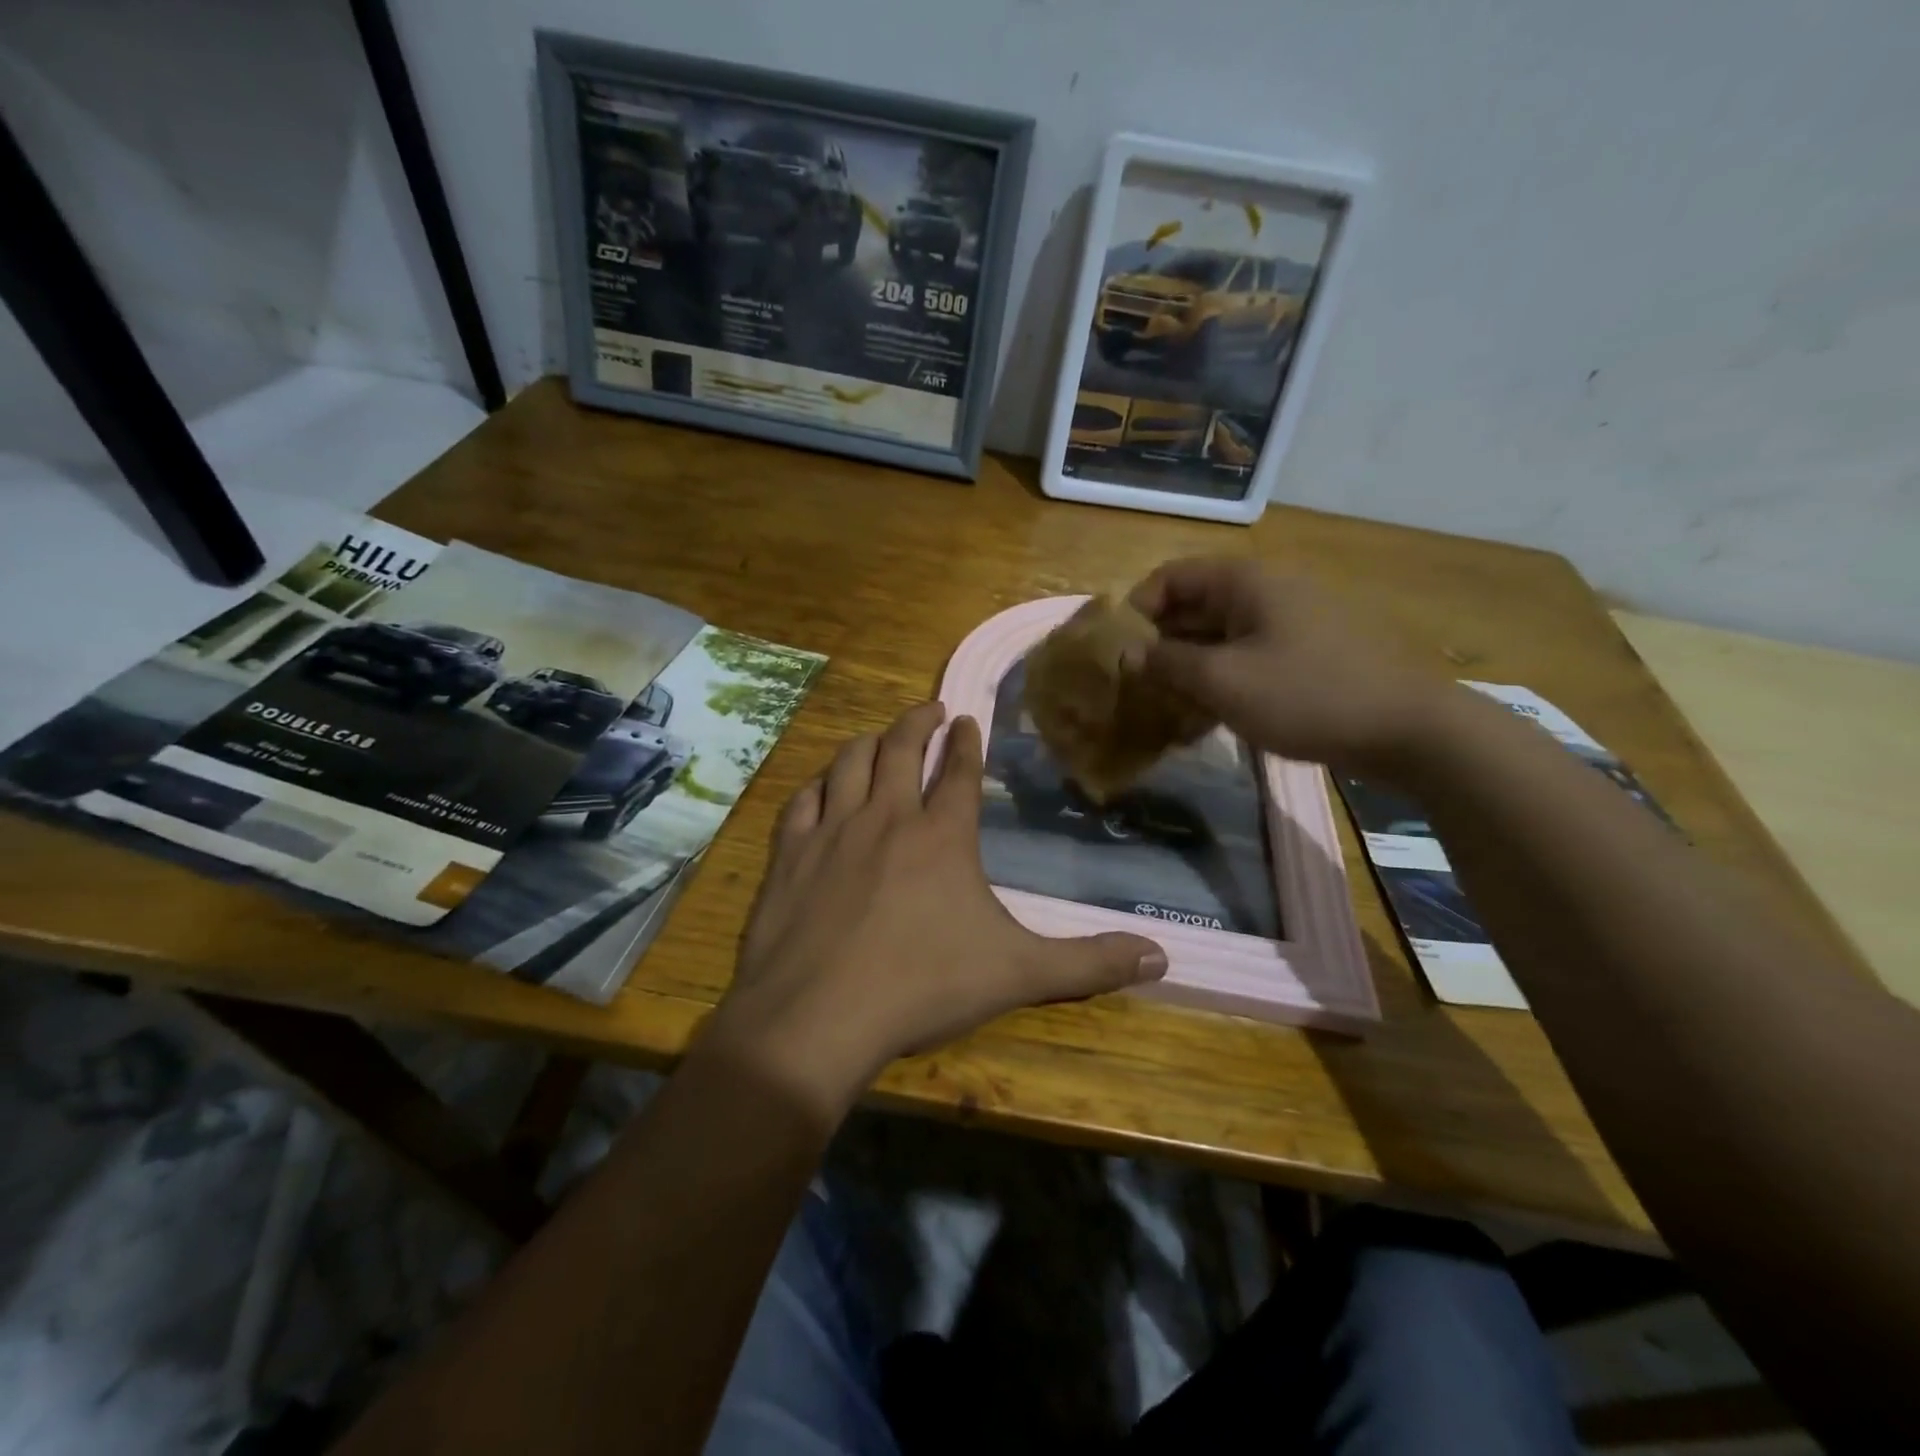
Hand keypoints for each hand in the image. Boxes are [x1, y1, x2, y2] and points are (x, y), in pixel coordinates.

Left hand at [704, 702, 1167, 1117]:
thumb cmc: (922, 988)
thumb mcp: (1018, 975)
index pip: (957, 771)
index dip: (966, 741)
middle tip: (930, 709)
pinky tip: (822, 787)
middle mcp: (886, 818)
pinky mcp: (790, 855)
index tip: (967, 719)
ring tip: (879, 735)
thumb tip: (1161, 959)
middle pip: (900, 748)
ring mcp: (832, 832)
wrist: (817, 1017)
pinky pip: (803, 802)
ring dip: (868, 741)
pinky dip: (818, 786)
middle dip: (918, 722)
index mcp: (941, 836)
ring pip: (849, 764)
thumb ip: (1089, 963)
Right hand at [1128, 557, 1442, 773]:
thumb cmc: (1306, 695)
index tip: (1118, 652)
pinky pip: (1247, 659)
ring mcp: (1290, 625)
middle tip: (1135, 687)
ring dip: (1187, 669)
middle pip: (1194, 607)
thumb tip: (1129, 653)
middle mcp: (1267, 593)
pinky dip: (1220, 682)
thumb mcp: (1223, 681)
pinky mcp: (1306, 656)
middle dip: (1159, 645)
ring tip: (1163, 709)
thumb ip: (1168, 664)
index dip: (1138, 609)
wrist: (1408, 730)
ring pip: (1219, 638)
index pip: (1172, 576)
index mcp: (1246, 583)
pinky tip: (1204, 720)